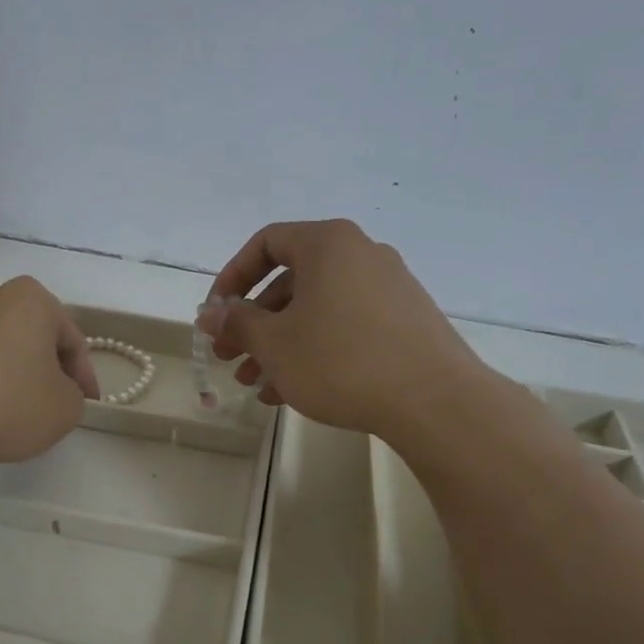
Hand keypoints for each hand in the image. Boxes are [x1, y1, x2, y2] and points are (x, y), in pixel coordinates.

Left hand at [0, 276, 97, 471]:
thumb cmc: (5, 404)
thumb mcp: (64, 410)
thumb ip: (75, 397)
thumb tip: (58, 393)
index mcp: (32, 299)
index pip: (72, 340)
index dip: (85, 377)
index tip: (88, 405)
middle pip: (33, 337)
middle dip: (46, 369)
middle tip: (54, 404)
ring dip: (12, 374)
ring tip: (15, 412)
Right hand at [201, 219, 492, 438]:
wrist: (433, 400)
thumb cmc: (340, 361)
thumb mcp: (275, 344)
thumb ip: (237, 323)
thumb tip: (209, 314)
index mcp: (328, 244)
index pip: (266, 243)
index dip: (232, 277)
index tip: (217, 315)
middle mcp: (361, 255)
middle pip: (291, 282)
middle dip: (253, 323)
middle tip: (229, 358)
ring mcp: (388, 288)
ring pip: (316, 310)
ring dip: (279, 345)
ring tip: (255, 385)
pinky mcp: (404, 321)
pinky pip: (344, 327)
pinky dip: (314, 351)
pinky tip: (292, 391)